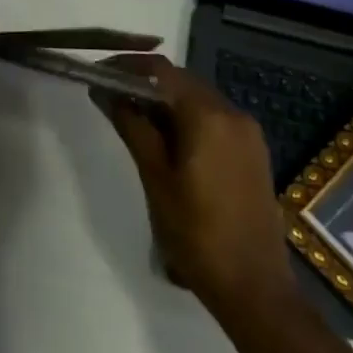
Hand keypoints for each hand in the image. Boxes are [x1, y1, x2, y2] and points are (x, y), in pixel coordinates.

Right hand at [93, 55, 295, 317]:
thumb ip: (132, 127)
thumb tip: (106, 92)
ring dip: (165, 103)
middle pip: (181, 82)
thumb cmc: (196, 232)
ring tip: (132, 121)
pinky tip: (166, 142)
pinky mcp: (253, 152)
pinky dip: (187, 120)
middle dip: (145, 84)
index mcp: (208, 115)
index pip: (161, 71)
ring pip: (197, 100)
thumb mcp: (155, 177)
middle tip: (110, 99)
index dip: (127, 66)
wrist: (254, 287)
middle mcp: (233, 113)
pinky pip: (214, 120)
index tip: (99, 74)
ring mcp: (248, 133)